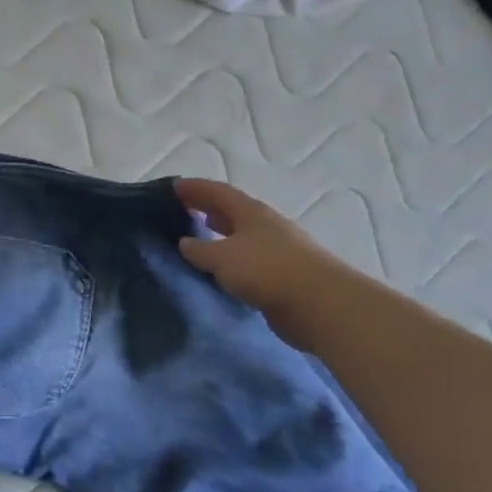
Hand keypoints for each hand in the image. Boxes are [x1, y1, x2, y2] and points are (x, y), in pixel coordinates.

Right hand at [175, 178, 338, 339]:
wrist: (318, 304)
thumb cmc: (266, 270)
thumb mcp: (222, 257)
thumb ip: (199, 249)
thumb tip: (185, 242)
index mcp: (251, 212)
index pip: (218, 192)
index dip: (195, 188)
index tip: (174, 187)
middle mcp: (266, 225)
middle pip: (232, 210)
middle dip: (208, 207)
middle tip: (183, 209)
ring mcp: (278, 250)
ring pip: (242, 235)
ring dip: (221, 233)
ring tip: (200, 236)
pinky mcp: (283, 274)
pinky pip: (249, 260)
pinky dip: (232, 258)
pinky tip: (222, 269)